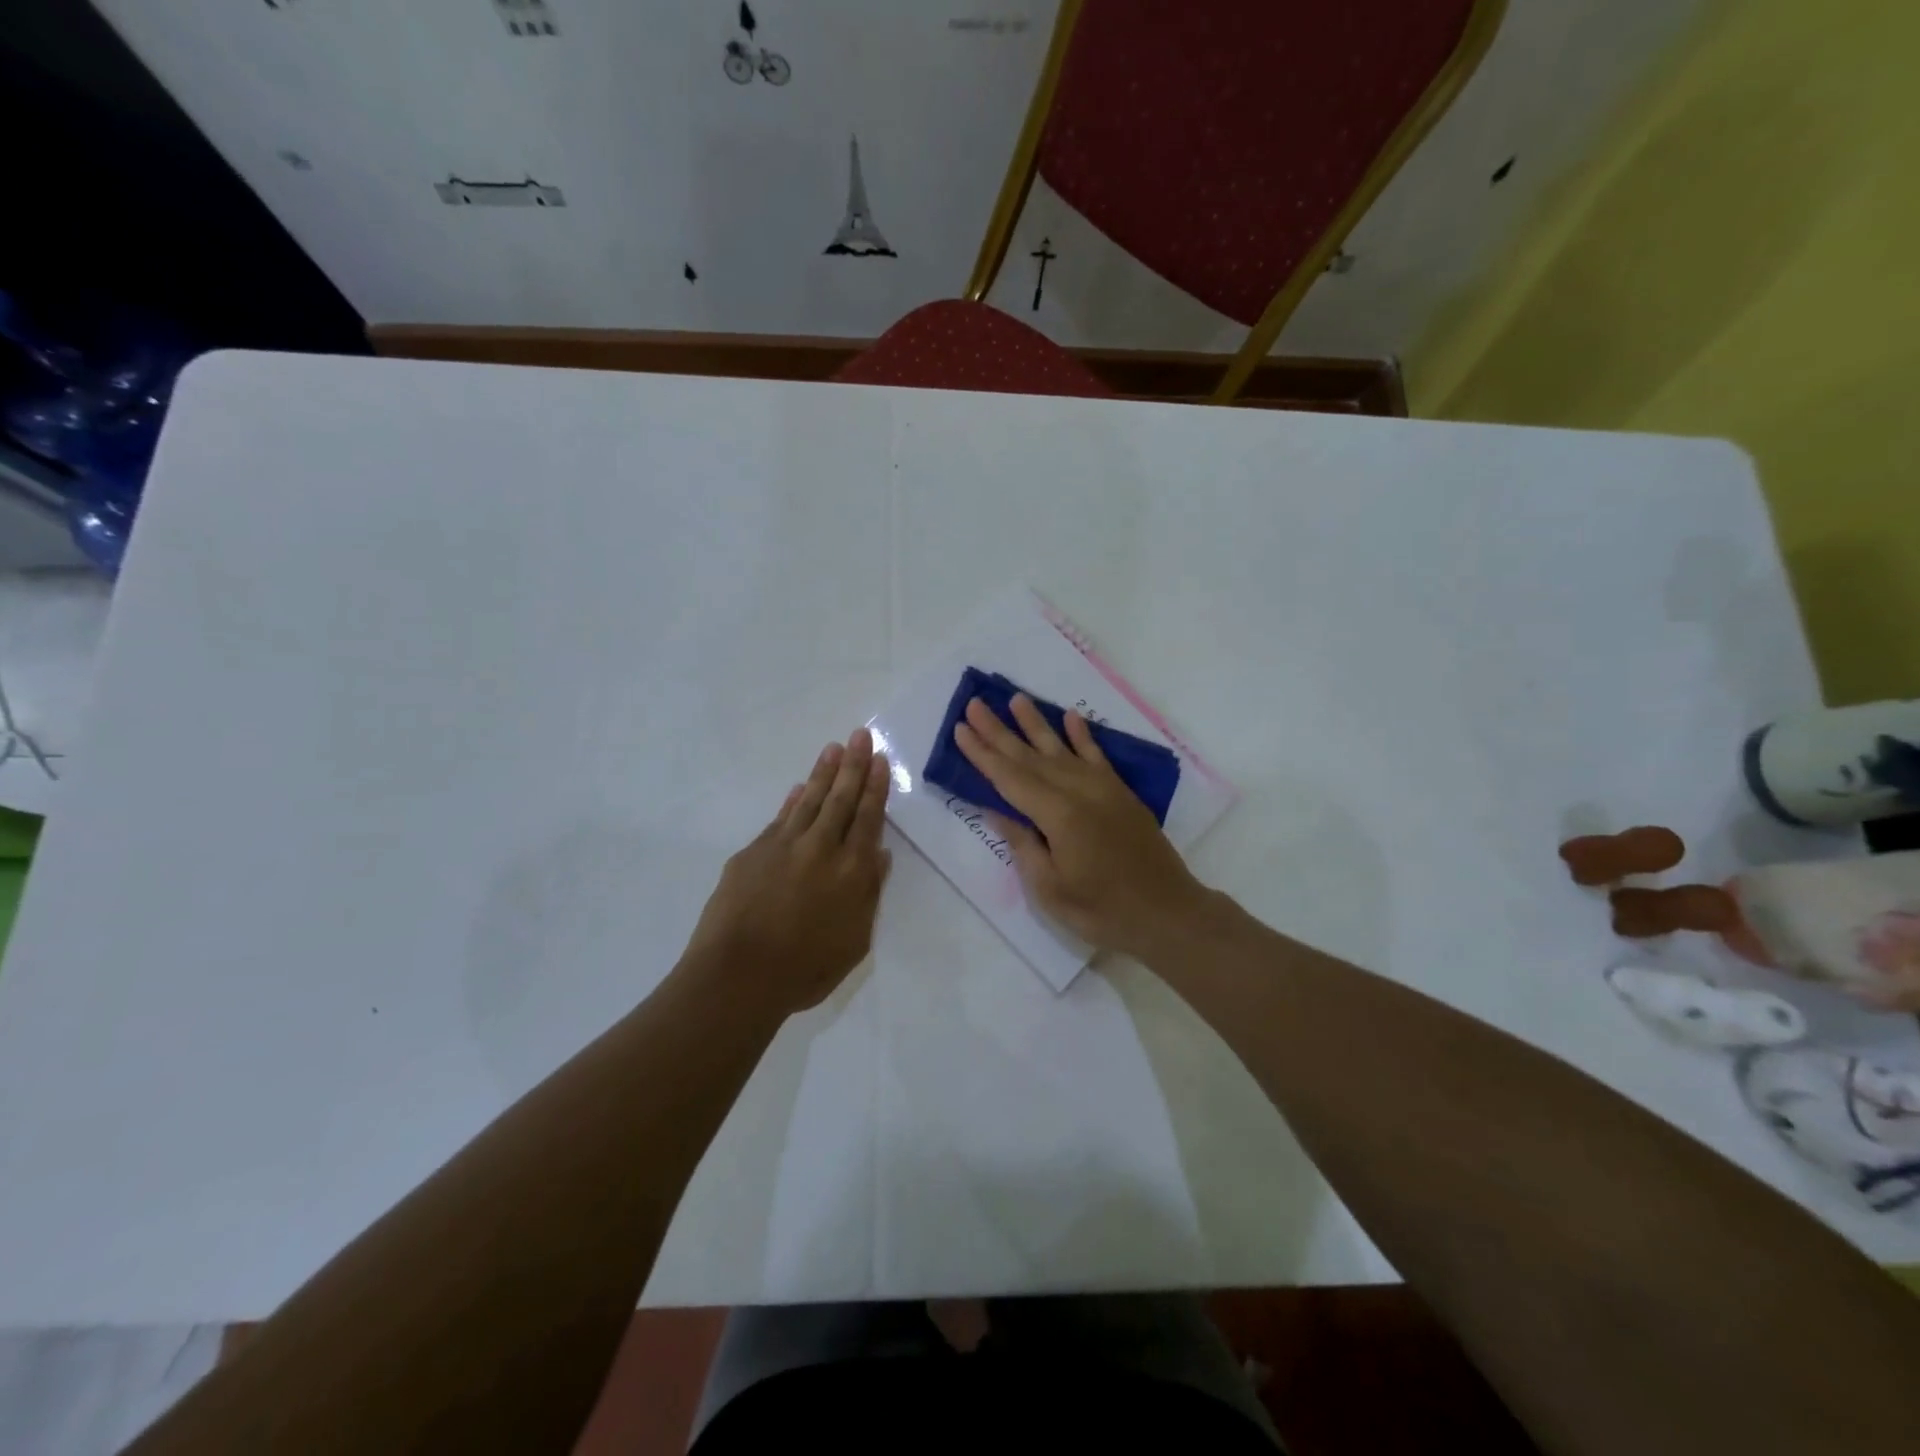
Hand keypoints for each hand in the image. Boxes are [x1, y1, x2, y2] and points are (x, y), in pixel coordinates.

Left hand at [683, 727, 892, 1016]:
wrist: (738, 976)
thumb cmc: (805, 969)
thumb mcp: (855, 941)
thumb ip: (869, 895)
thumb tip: (879, 856)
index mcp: (852, 870)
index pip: (868, 817)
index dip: (875, 787)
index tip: (880, 759)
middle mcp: (821, 848)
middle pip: (841, 799)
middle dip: (854, 765)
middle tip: (860, 734)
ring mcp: (783, 847)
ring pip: (810, 801)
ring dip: (824, 773)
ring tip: (833, 748)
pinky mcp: (753, 853)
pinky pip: (780, 818)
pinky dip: (792, 801)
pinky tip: (799, 788)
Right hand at [954, 695, 1212, 960]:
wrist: (1168, 913)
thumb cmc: (1103, 910)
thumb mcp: (1050, 888)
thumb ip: (1023, 845)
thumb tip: (997, 811)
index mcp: (1058, 815)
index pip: (1009, 778)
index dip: (982, 754)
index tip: (960, 728)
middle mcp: (1079, 791)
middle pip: (1030, 757)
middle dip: (999, 731)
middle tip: (974, 704)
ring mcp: (1103, 789)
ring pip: (1062, 749)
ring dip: (1036, 724)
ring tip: (1016, 698)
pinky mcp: (1121, 793)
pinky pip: (1097, 756)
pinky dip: (1082, 736)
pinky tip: (1070, 717)